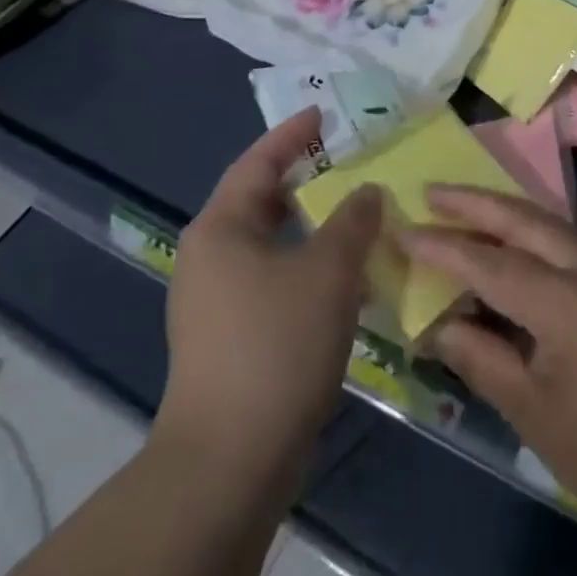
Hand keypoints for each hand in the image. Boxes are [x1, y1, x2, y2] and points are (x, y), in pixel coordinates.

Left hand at [155, 109, 382, 484]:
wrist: (230, 463)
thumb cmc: (277, 343)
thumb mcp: (329, 269)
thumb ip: (353, 219)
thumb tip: (366, 191)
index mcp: (221, 228)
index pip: (258, 161)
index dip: (293, 134)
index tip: (323, 112)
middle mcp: (209, 257)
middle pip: (260, 200)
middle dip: (305, 179)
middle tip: (347, 160)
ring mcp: (214, 302)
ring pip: (270, 243)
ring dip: (311, 227)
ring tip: (354, 214)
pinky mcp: (228, 339)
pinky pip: (272, 280)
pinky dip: (306, 266)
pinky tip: (343, 277)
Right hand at [399, 186, 576, 545]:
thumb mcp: (531, 413)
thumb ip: (482, 357)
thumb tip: (437, 324)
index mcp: (570, 304)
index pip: (494, 264)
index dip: (446, 247)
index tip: (405, 230)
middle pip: (525, 220)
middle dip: (476, 203)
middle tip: (432, 192)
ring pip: (549, 222)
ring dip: (503, 213)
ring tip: (460, 207)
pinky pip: (567, 241)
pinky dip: (531, 234)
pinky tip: (507, 240)